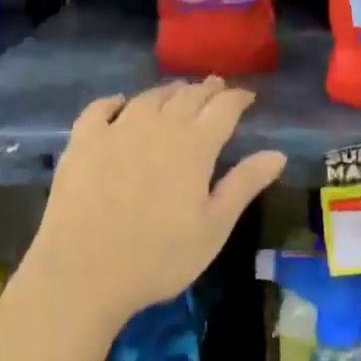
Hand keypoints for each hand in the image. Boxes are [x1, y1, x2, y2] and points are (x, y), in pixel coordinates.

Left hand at [17, 77, 286, 329]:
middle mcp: (157, 126)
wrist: (82, 273)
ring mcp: (116, 130)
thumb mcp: (213, 228)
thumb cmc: (158, 257)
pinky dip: (116, 101)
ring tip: (178, 93)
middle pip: (187, 96)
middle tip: (217, 87)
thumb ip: (244, 185)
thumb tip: (277, 154)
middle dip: (206, 89)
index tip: (247, 96)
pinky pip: (100, 109)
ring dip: (169, 91)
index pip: (223, 108)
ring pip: (148, 98)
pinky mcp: (82, 142)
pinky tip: (120, 104)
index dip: (238, 98)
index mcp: (194, 146)